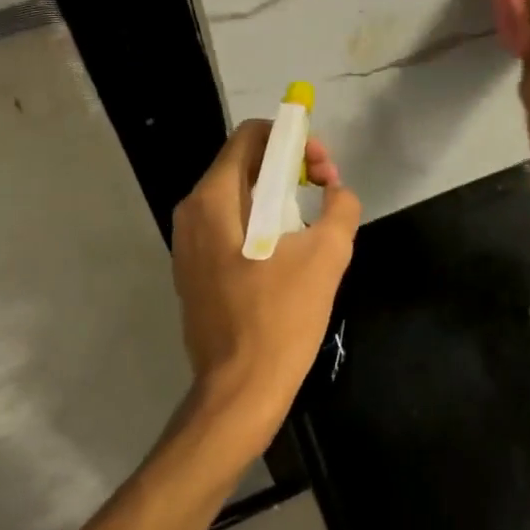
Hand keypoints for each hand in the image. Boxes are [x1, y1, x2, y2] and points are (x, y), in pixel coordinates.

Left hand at [170, 120, 361, 451]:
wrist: (239, 394)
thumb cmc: (280, 318)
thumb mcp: (327, 255)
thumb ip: (340, 207)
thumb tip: (337, 193)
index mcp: (214, 199)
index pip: (252, 135)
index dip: (293, 138)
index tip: (321, 167)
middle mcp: (192, 212)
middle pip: (246, 162)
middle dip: (290, 165)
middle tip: (326, 189)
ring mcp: (189, 244)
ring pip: (240, 195)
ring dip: (280, 194)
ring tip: (314, 221)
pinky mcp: (195, 270)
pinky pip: (231, 225)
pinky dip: (262, 221)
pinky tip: (290, 250)